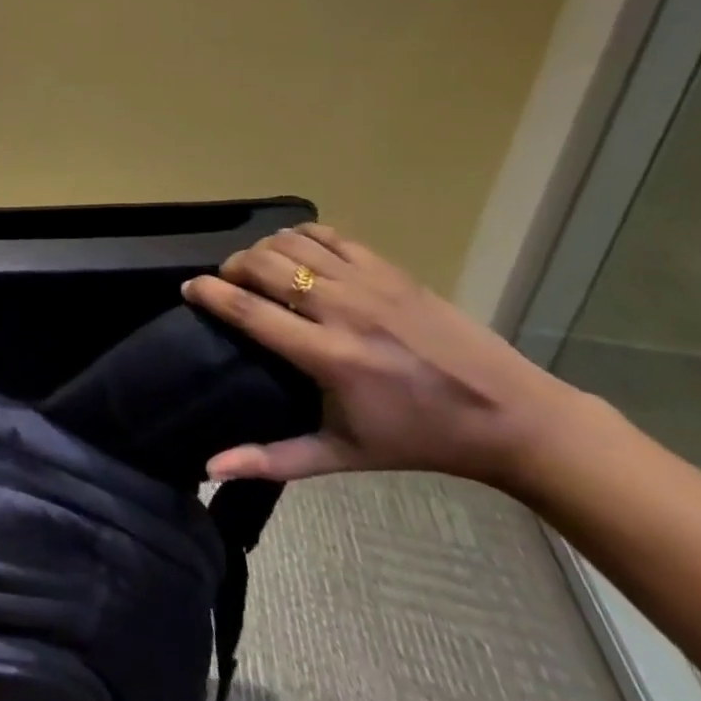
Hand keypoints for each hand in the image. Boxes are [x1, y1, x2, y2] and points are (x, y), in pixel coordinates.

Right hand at [181, 223, 586, 491]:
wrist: (512, 416)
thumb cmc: (420, 439)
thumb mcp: (345, 455)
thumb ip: (274, 459)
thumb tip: (210, 467)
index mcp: (330, 358)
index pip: (248, 309)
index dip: (207, 292)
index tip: (188, 289)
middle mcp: (344, 311)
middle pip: (262, 265)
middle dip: (231, 267)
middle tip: (225, 283)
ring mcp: (370, 284)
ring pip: (290, 243)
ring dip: (261, 250)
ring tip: (256, 268)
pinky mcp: (391, 269)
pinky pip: (328, 234)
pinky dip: (299, 236)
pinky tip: (293, 252)